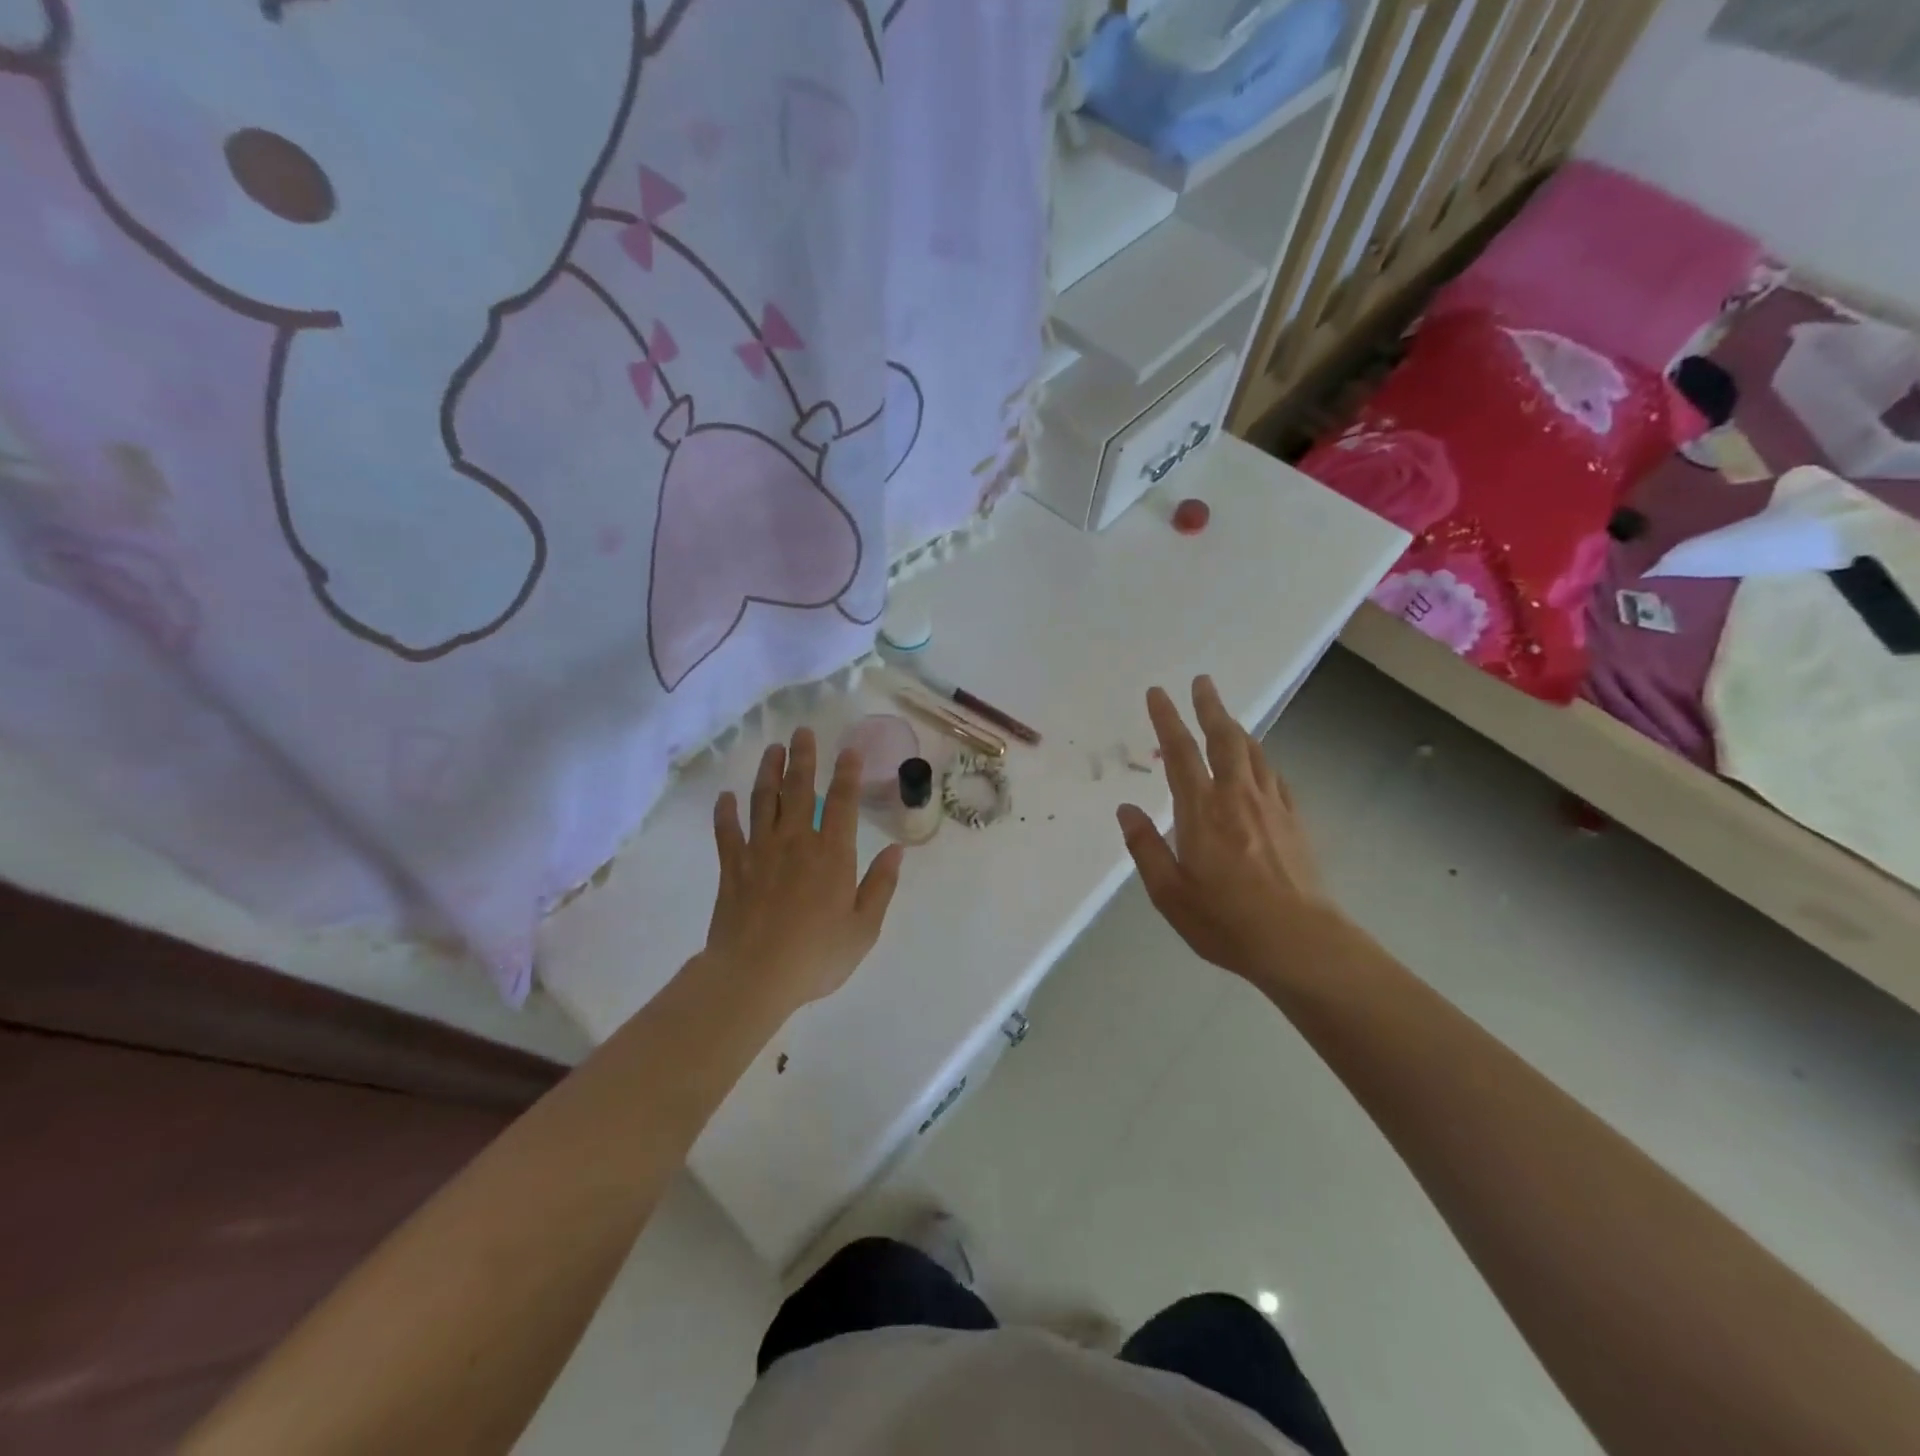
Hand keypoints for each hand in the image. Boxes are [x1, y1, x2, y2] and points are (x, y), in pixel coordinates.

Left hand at [705, 728, 903, 1014]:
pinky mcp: (732, 867)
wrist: (754, 976)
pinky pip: (727, 832)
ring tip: (772, 750)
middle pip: (799, 790)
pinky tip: (725, 797)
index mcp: (832, 854)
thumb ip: (880, 886)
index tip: (849, 750)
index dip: (847, 774)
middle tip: (803, 732)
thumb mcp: (863, 928)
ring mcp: (760, 851)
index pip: (842, 803)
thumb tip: (896, 850)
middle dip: (803, 758)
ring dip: (768, 772)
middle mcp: (796, 842)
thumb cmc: (816, 955)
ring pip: (763, 801)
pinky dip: (725, 812)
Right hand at [1116, 677, 1337, 987]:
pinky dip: (1260, 760)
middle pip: (1224, 739)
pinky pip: (1273, 776)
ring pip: (1253, 753)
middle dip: (1210, 707)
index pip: (1179, 753)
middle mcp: (1237, 797)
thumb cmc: (1225, 920)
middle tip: (1202, 681)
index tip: (1158, 693)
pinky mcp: (1294, 821)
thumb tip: (1126, 809)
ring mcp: (1271, 807)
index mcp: (1201, 811)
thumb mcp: (1169, 892)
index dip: (1167, 719)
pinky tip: (1258, 766)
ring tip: (1226, 717)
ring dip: (1237, 728)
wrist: (1300, 942)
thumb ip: (1146, 847)